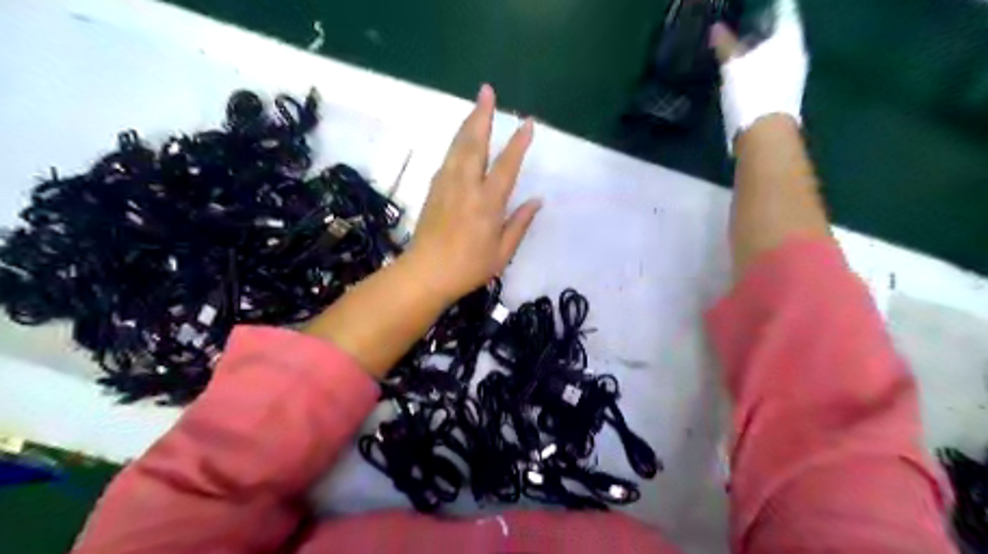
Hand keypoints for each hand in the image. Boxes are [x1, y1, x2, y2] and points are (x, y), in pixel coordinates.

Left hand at [407, 84, 543, 303]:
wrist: (425, 273)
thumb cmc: (468, 267)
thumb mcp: (502, 252)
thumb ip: (519, 223)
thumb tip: (537, 201)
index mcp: (487, 202)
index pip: (507, 165)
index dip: (518, 143)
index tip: (527, 122)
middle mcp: (466, 186)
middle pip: (475, 143)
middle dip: (482, 115)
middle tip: (487, 91)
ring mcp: (446, 185)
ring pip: (458, 146)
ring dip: (467, 123)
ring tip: (476, 107)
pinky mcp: (433, 189)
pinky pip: (447, 158)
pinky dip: (456, 143)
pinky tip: (460, 140)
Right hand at [714, 1, 806, 149]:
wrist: (764, 135)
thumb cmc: (751, 93)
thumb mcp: (732, 67)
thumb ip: (725, 46)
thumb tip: (716, 28)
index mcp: (788, 39)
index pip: (783, 11)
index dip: (773, 5)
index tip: (761, 4)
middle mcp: (796, 53)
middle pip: (782, 33)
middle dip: (765, 28)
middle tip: (748, 24)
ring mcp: (793, 76)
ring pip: (778, 54)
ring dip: (763, 50)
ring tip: (743, 50)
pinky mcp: (784, 95)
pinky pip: (774, 72)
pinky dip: (761, 68)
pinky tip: (747, 75)